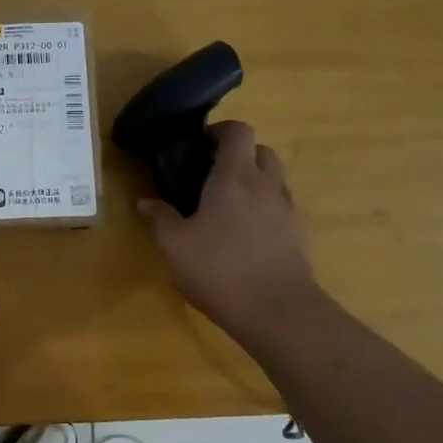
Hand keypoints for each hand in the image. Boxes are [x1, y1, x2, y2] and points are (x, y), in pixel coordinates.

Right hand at [137, 122, 319, 338]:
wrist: (277, 312)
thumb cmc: (219, 270)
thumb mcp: (175, 246)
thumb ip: (160, 219)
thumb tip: (145, 202)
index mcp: (235, 177)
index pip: (238, 132)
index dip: (220, 130)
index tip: (200, 145)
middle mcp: (266, 185)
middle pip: (261, 150)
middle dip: (239, 154)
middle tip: (212, 173)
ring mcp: (286, 209)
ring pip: (274, 178)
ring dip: (254, 179)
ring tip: (226, 203)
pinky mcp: (298, 234)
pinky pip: (280, 206)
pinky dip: (264, 207)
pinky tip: (243, 232)